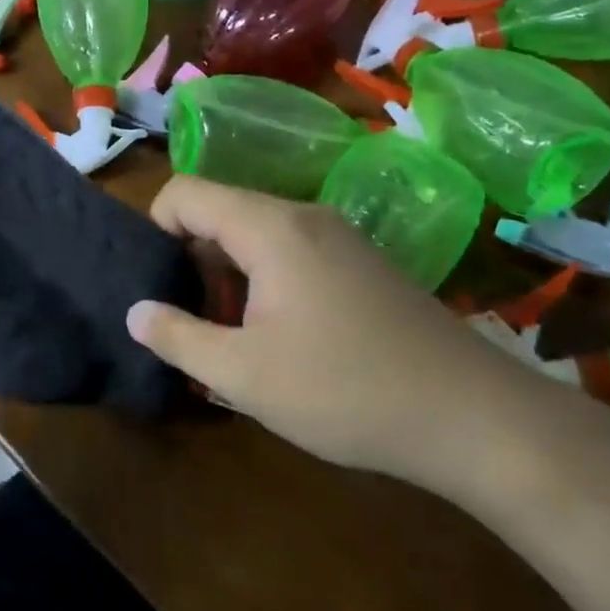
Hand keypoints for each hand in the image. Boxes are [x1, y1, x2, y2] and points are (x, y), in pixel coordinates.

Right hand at [125, 176, 549, 486]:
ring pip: (254, 234)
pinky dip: (265, 281)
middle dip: (192, 261)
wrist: (475, 418)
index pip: (184, 192)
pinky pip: (290, 251)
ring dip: (228, 276)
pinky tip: (280, 339)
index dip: (155, 231)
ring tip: (233, 338)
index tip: (159, 288)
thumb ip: (177, 337)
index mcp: (270, 227)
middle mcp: (303, 215)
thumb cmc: (346, 391)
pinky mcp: (361, 262)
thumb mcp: (243, 375)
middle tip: (193, 323)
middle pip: (219, 211)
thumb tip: (134, 310)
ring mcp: (338, 236)